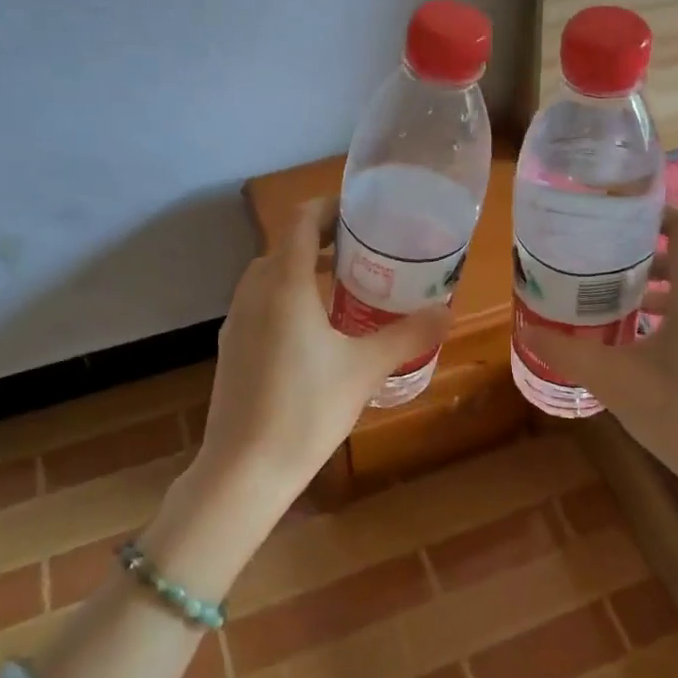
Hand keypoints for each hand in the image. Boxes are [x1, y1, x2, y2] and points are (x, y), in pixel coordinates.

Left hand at [195, 197, 451, 500]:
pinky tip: (313, 330)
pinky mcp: (231, 348)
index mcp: (284, 285)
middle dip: (321, 239)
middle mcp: (254, 293)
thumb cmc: (307, 409)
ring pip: (269, 276)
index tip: (361, 211)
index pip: (301, 222)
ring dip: (302, 269)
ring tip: (343, 286)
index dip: (329, 207)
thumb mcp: (366, 369)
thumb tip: (446, 311)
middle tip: (363, 249)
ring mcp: (236, 321)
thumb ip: (408, 335)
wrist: (243, 470)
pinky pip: (260, 304)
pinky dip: (287, 297)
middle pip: (285, 246)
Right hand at [521, 205, 677, 514]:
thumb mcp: (614, 380)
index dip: (654, 211)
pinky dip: (672, 317)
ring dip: (655, 291)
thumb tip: (527, 331)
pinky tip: (643, 349)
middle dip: (642, 258)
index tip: (616, 218)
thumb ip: (568, 352)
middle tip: (600, 268)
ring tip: (614, 307)